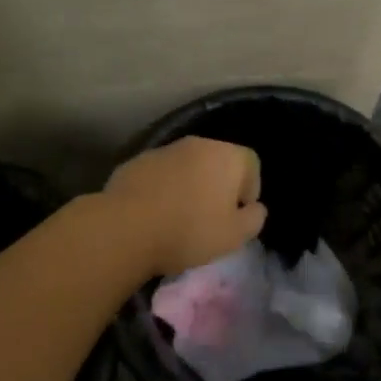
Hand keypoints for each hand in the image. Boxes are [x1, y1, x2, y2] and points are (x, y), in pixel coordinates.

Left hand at [103, 136, 266, 278]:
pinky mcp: (138, 161)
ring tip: (180, 218)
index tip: (237, 215)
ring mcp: (165, 149)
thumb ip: (254, 219)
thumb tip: (255, 208)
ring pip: (187, 166)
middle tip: (210, 218)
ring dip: (190, 185)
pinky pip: (161, 174)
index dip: (250, 189)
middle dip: (218, 186)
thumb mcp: (234, 236)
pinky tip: (155, 214)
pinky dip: (164, 188)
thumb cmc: (189, 230)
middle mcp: (198, 143)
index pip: (251, 163)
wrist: (126, 227)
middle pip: (218, 161)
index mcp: (226, 156)